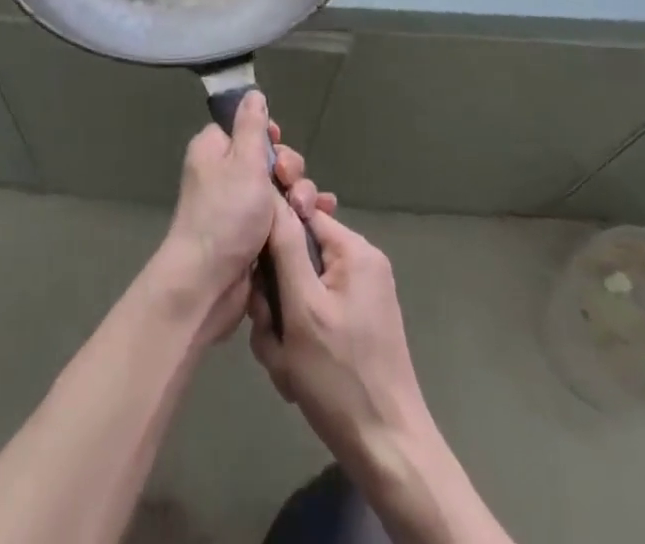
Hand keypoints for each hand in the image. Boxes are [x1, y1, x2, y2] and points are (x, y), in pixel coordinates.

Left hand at [158, 93, 335, 341]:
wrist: (207, 284)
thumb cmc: (225, 215)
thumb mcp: (243, 162)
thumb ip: (252, 126)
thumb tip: (252, 93)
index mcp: (214, 151)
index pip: (246, 129)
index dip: (269, 137)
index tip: (279, 147)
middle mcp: (223, 175)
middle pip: (269, 159)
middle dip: (290, 170)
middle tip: (291, 185)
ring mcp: (238, 207)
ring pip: (279, 190)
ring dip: (300, 196)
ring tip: (308, 211)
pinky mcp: (252, 236)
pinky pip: (281, 216)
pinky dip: (299, 217)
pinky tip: (320, 221)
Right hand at [247, 200, 432, 483]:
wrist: (387, 452)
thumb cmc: (340, 376)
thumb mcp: (301, 306)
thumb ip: (284, 245)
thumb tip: (271, 192)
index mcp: (354, 249)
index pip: (299, 214)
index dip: (270, 240)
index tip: (257, 277)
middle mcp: (359, 263)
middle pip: (296, 255)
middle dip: (275, 294)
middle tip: (271, 330)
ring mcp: (359, 296)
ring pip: (298, 289)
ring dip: (281, 323)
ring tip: (283, 359)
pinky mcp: (355, 324)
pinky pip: (311, 312)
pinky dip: (296, 338)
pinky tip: (294, 372)